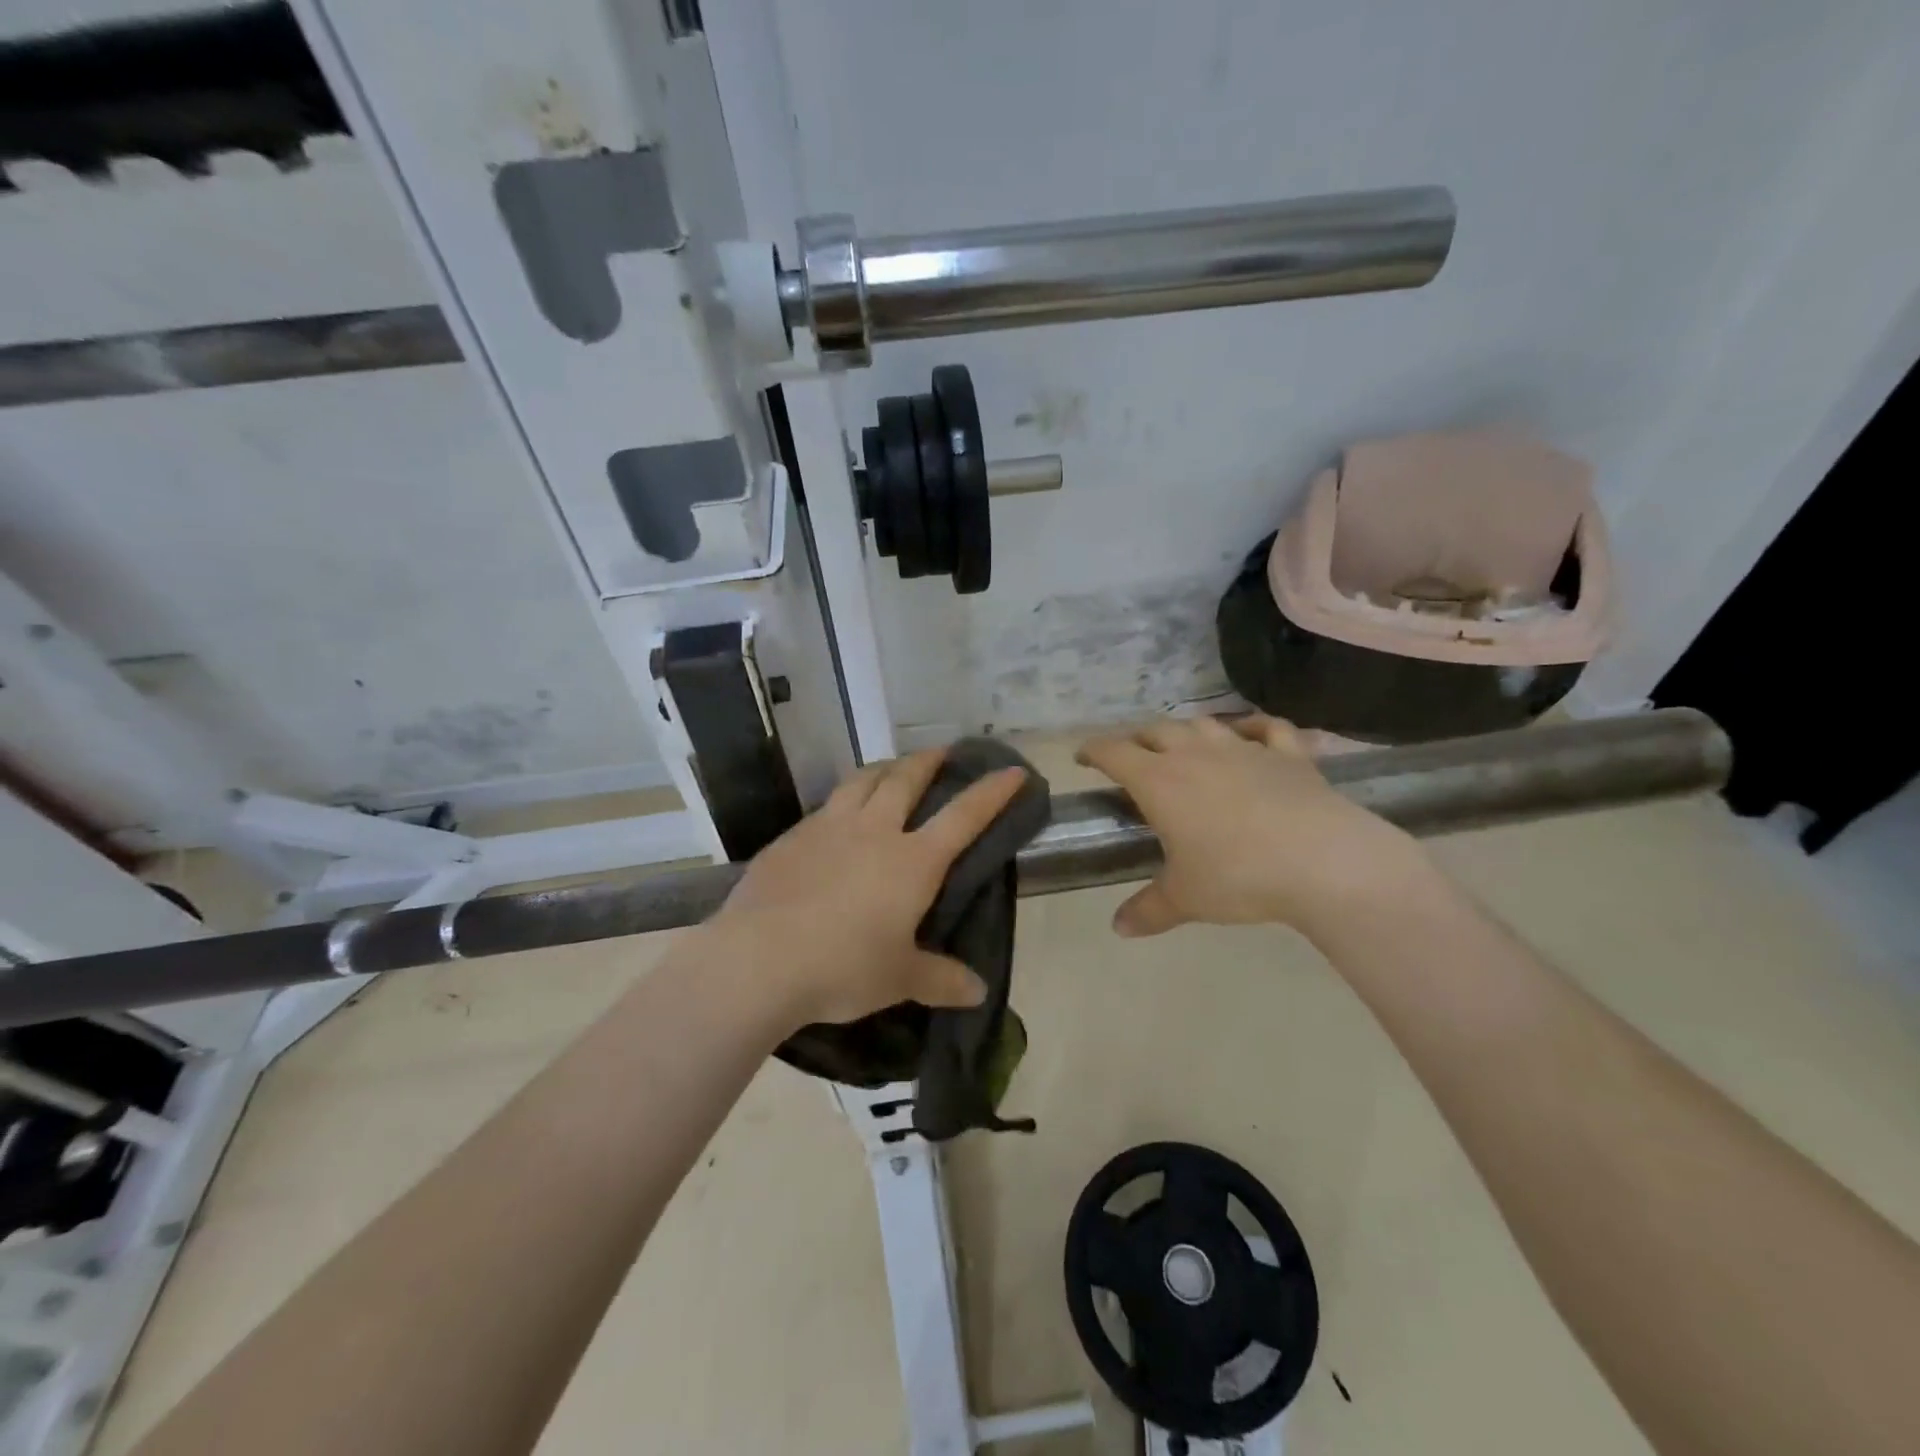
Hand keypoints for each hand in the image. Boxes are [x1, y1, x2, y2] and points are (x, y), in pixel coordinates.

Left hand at [707, 749, 1028, 1027]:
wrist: (758, 960)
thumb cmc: (843, 967)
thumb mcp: (899, 979)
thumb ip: (941, 980)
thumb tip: (979, 992)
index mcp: (912, 861)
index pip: (964, 816)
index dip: (992, 792)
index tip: (1013, 771)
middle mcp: (874, 831)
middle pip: (906, 780)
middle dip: (928, 761)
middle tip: (941, 751)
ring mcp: (828, 828)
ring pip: (862, 781)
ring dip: (884, 768)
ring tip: (891, 768)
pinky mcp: (791, 838)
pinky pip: (825, 806)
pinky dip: (842, 800)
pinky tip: (836, 817)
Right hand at [1076, 714, 1427, 939]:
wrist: (1323, 862)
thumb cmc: (1239, 876)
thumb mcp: (1186, 898)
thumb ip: (1149, 909)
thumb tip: (1118, 929)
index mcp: (1160, 782)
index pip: (1114, 752)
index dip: (1094, 751)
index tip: (1083, 756)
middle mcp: (1195, 754)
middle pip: (1156, 731)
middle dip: (1138, 739)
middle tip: (1132, 756)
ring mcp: (1244, 749)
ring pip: (1204, 724)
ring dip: (1186, 731)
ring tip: (1182, 745)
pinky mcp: (1288, 754)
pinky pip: (1268, 728)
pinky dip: (1254, 727)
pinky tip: (1251, 734)